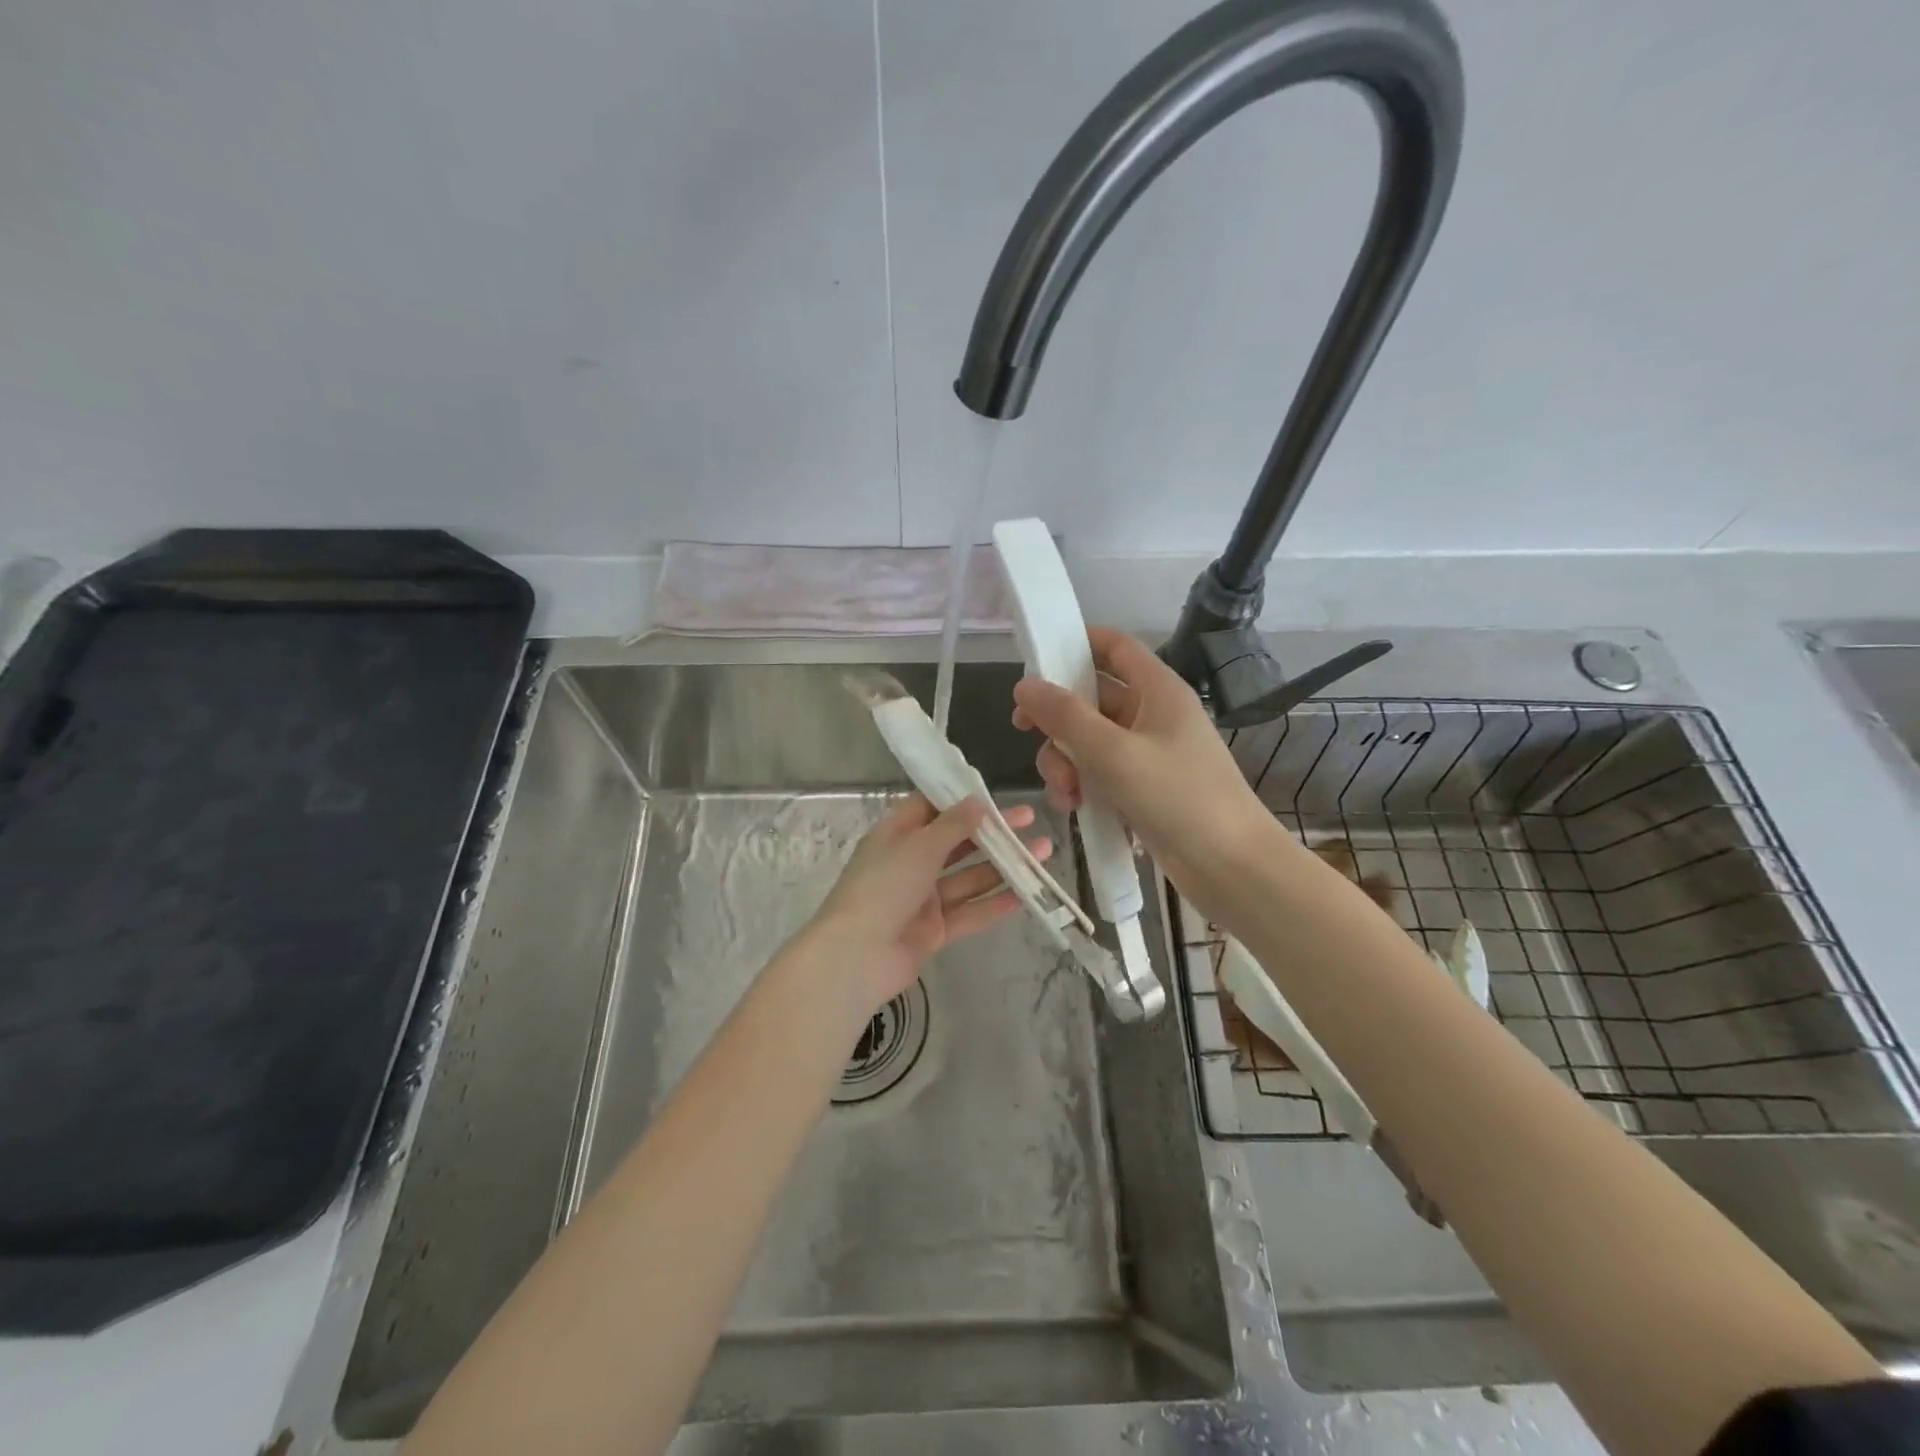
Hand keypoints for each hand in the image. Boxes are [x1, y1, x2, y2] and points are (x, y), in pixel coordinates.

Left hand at [804, 794, 1050, 1017]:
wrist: (857, 957)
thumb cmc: (883, 887)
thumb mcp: (919, 847)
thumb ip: (953, 825)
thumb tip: (979, 801)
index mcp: (896, 835)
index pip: (931, 808)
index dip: (961, 799)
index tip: (995, 794)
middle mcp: (910, 862)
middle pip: (956, 842)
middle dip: (992, 833)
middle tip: (1030, 821)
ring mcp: (922, 898)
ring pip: (968, 878)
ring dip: (1002, 866)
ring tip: (1041, 854)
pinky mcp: (934, 930)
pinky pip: (969, 912)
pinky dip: (994, 903)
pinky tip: (1025, 895)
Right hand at [1010, 626, 1274, 894]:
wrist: (1231, 868)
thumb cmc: (1177, 798)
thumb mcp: (1113, 753)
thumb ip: (1064, 716)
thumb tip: (1024, 684)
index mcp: (1157, 690)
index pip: (1114, 646)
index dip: (1076, 643)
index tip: (1034, 660)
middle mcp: (1152, 714)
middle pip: (1091, 697)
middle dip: (1058, 719)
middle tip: (1024, 732)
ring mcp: (1148, 753)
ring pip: (1089, 740)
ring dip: (1065, 760)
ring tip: (1065, 792)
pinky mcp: (1143, 788)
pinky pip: (1100, 772)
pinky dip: (1081, 785)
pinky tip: (1075, 808)